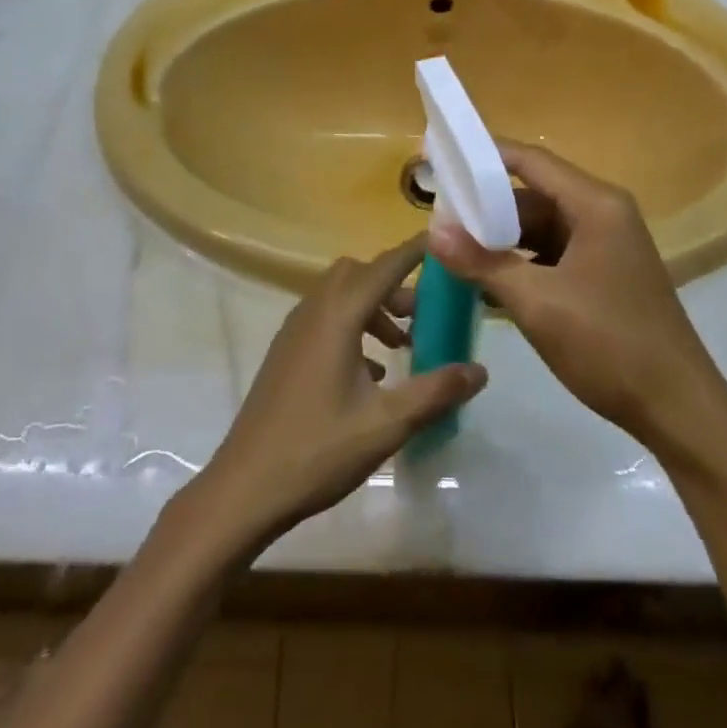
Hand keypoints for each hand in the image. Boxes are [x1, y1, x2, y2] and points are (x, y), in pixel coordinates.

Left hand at [193, 235, 487, 550]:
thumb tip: (480, 370)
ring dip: (374, 308)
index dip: (415, 251)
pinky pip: (326, 318)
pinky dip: (354, 326)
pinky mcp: (286, 351)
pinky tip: (372, 373)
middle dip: (395, 285)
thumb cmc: (318, 450)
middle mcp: (314, 310)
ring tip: (404, 347)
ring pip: (341, 296)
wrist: (246, 486)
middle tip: (425, 314)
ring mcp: (295, 330)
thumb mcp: (386, 424)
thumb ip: (435, 392)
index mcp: (338, 315)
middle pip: (360, 274)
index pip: (385, 266)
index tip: (444, 241)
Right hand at [430, 142, 726, 447]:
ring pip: (540, 227)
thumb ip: (483, 263)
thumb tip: (432, 232)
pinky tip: (487, 282)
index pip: (529, 161)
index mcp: (595, 205)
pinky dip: (521, 262)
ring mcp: (605, 245)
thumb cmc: (610, 345)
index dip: (482, 156)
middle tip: (437, 219)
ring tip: (453, 251)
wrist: (678, 410)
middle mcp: (603, 214)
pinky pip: (552, 253)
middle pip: (532, 194)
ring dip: (500, 239)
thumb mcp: (537, 303)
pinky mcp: (603, 274)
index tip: (438, 156)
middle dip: (485, 207)